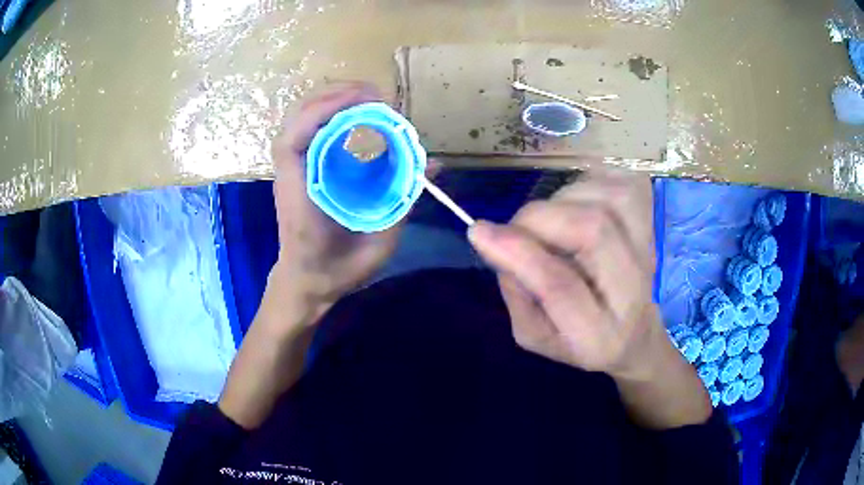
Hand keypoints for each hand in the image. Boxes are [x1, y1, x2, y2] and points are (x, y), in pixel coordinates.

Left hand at [267, 82, 400, 320]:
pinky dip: (332, 113)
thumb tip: (433, 165)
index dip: (328, 110)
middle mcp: (289, 172)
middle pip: (299, 115)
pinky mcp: (298, 167)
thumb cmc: (336, 269)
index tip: (369, 102)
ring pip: (302, 116)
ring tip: (370, 99)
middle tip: (379, 97)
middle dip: (338, 95)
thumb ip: (404, 202)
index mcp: (300, 193)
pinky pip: (310, 128)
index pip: (296, 137)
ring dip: (335, 99)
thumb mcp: (377, 242)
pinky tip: (357, 115)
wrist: (306, 281)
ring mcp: (290, 167)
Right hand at [468, 170, 710, 428]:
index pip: (562, 288)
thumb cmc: (578, 340)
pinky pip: (622, 183)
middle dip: (540, 218)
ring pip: (608, 199)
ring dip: (564, 199)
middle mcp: (633, 290)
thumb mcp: (534, 335)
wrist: (635, 333)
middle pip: (594, 230)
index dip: (520, 254)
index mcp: (598, 335)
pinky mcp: (653, 222)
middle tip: (516, 228)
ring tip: (551, 222)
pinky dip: (591, 183)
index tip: (479, 231)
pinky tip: (579, 203)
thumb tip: (498, 241)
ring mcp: (649, 251)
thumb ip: (516, 293)